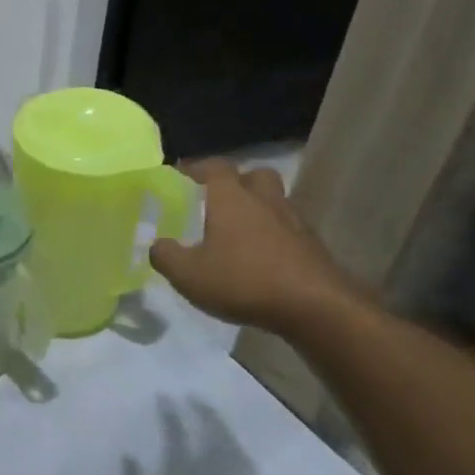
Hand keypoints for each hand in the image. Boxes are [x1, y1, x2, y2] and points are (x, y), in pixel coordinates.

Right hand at [149, 159, 362, 335]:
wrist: (316, 308)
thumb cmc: (244, 281)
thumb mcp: (189, 274)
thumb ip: (166, 256)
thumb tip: (157, 245)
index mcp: (231, 197)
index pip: (214, 166)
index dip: (196, 168)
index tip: (180, 176)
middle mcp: (264, 200)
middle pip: (255, 175)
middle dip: (237, 182)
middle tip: (218, 200)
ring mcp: (294, 222)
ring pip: (275, 201)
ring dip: (259, 209)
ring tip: (239, 232)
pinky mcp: (313, 247)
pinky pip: (289, 229)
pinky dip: (275, 236)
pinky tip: (262, 259)